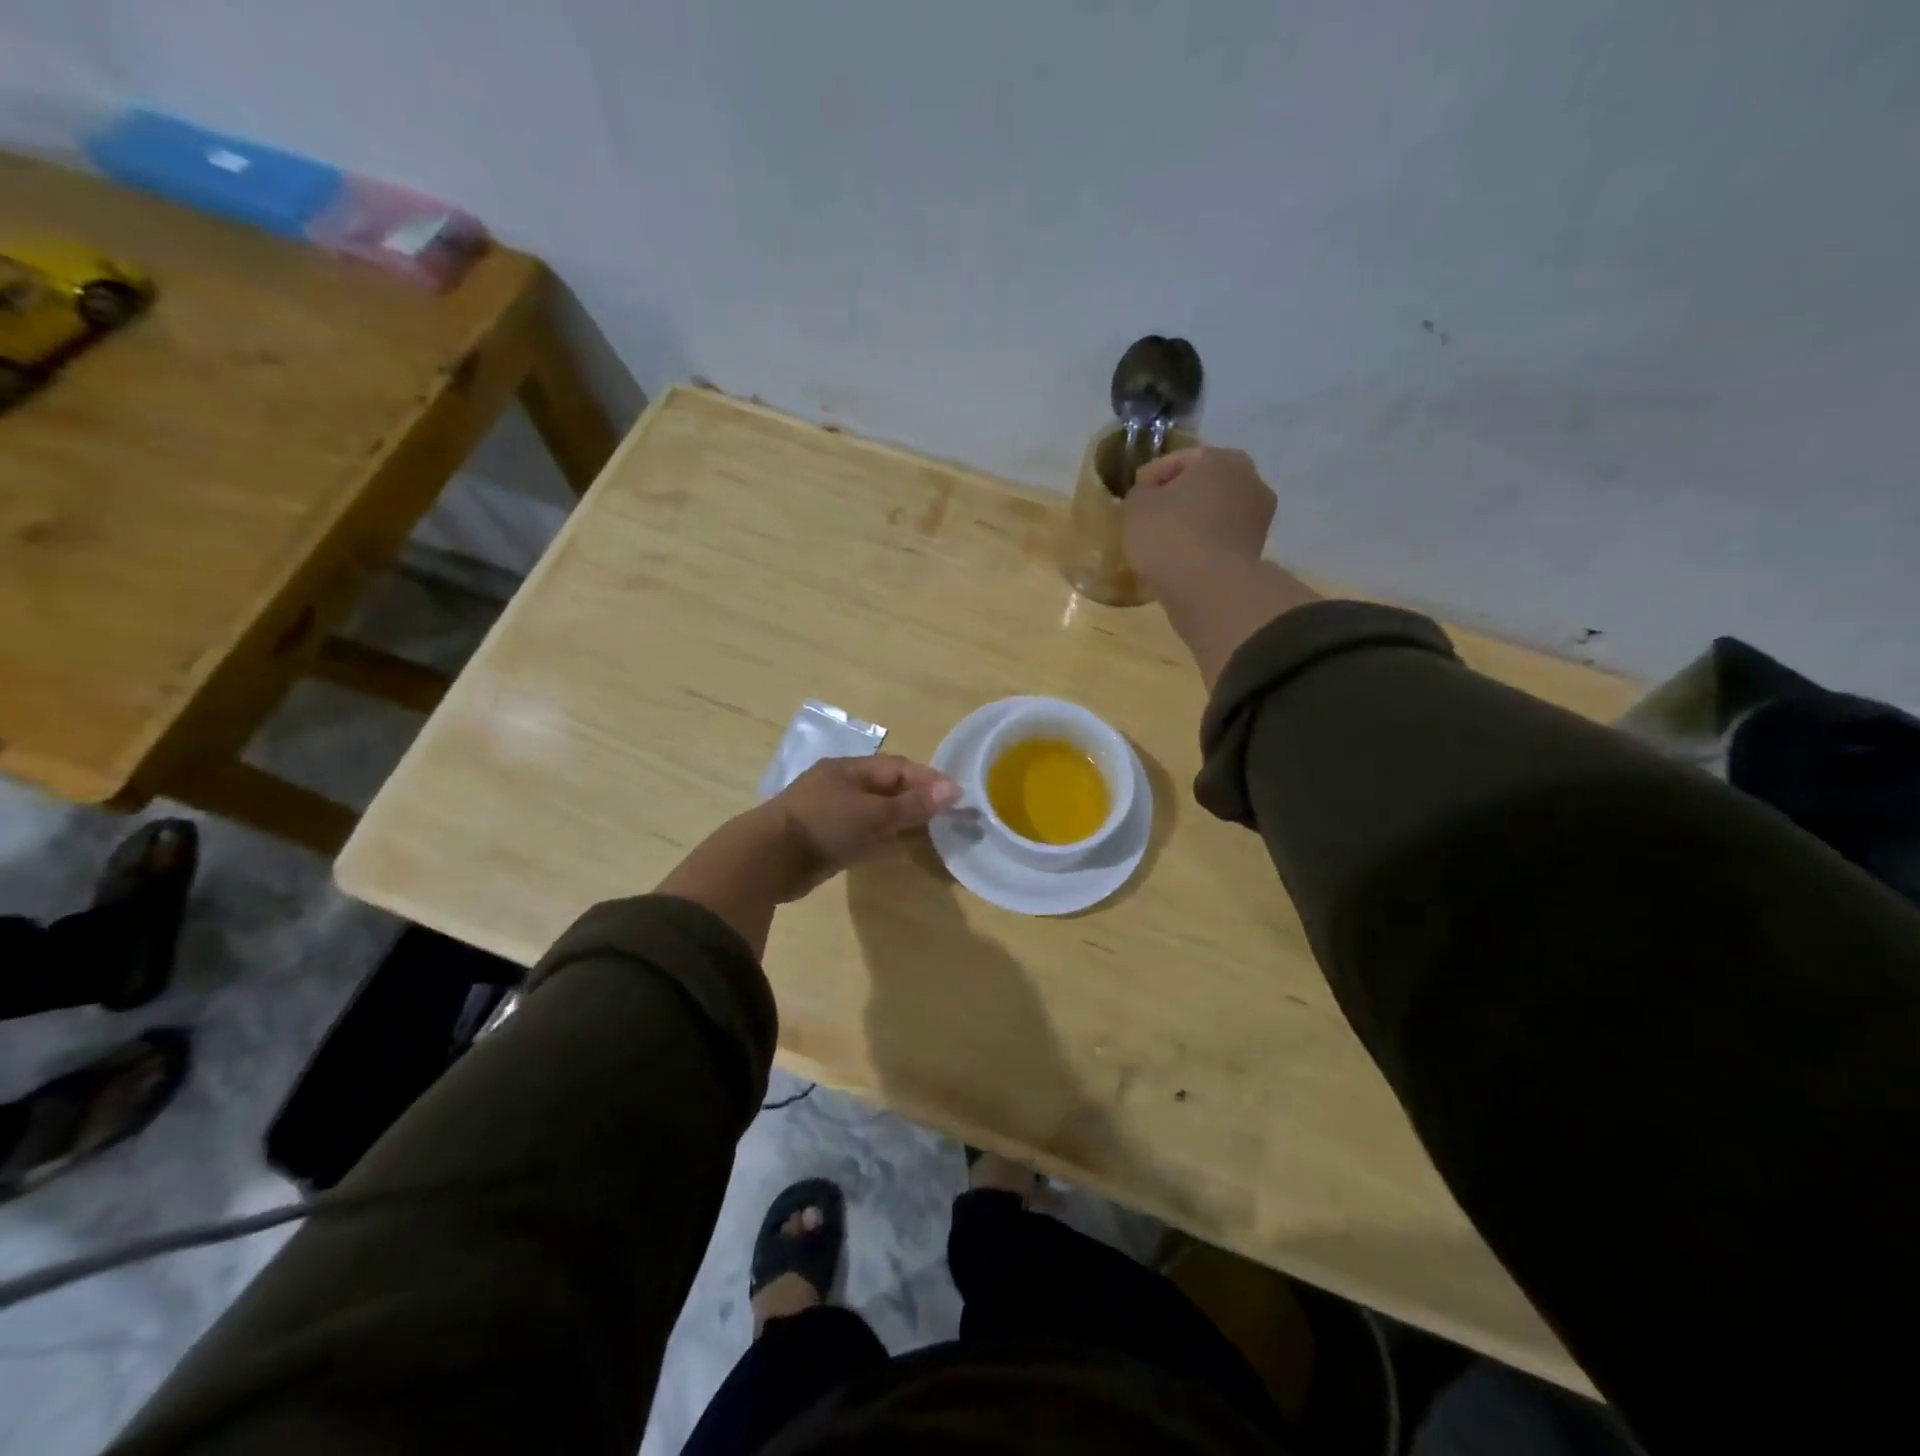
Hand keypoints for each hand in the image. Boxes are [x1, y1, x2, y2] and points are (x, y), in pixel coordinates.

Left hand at [766, 755, 959, 898]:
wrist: (769, 859)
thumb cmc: (824, 825)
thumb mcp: (874, 814)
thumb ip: (913, 805)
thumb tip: (954, 790)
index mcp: (850, 769)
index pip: (898, 767)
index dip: (928, 779)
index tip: (956, 796)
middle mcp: (841, 786)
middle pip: (887, 789)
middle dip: (917, 800)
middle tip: (948, 816)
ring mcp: (831, 813)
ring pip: (875, 812)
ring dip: (901, 820)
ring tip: (931, 833)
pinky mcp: (825, 839)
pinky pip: (862, 833)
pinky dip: (882, 838)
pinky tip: (898, 847)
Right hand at [1123, 447, 1276, 601]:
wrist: (1210, 588)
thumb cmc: (1170, 536)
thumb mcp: (1137, 506)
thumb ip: (1141, 492)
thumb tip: (1149, 495)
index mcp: (1221, 458)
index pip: (1177, 461)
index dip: (1150, 477)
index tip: (1133, 497)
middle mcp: (1249, 479)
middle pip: (1202, 484)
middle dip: (1178, 498)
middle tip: (1150, 518)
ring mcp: (1259, 516)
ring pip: (1215, 512)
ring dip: (1193, 522)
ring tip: (1165, 542)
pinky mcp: (1257, 549)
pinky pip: (1221, 538)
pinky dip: (1204, 544)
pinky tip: (1183, 558)